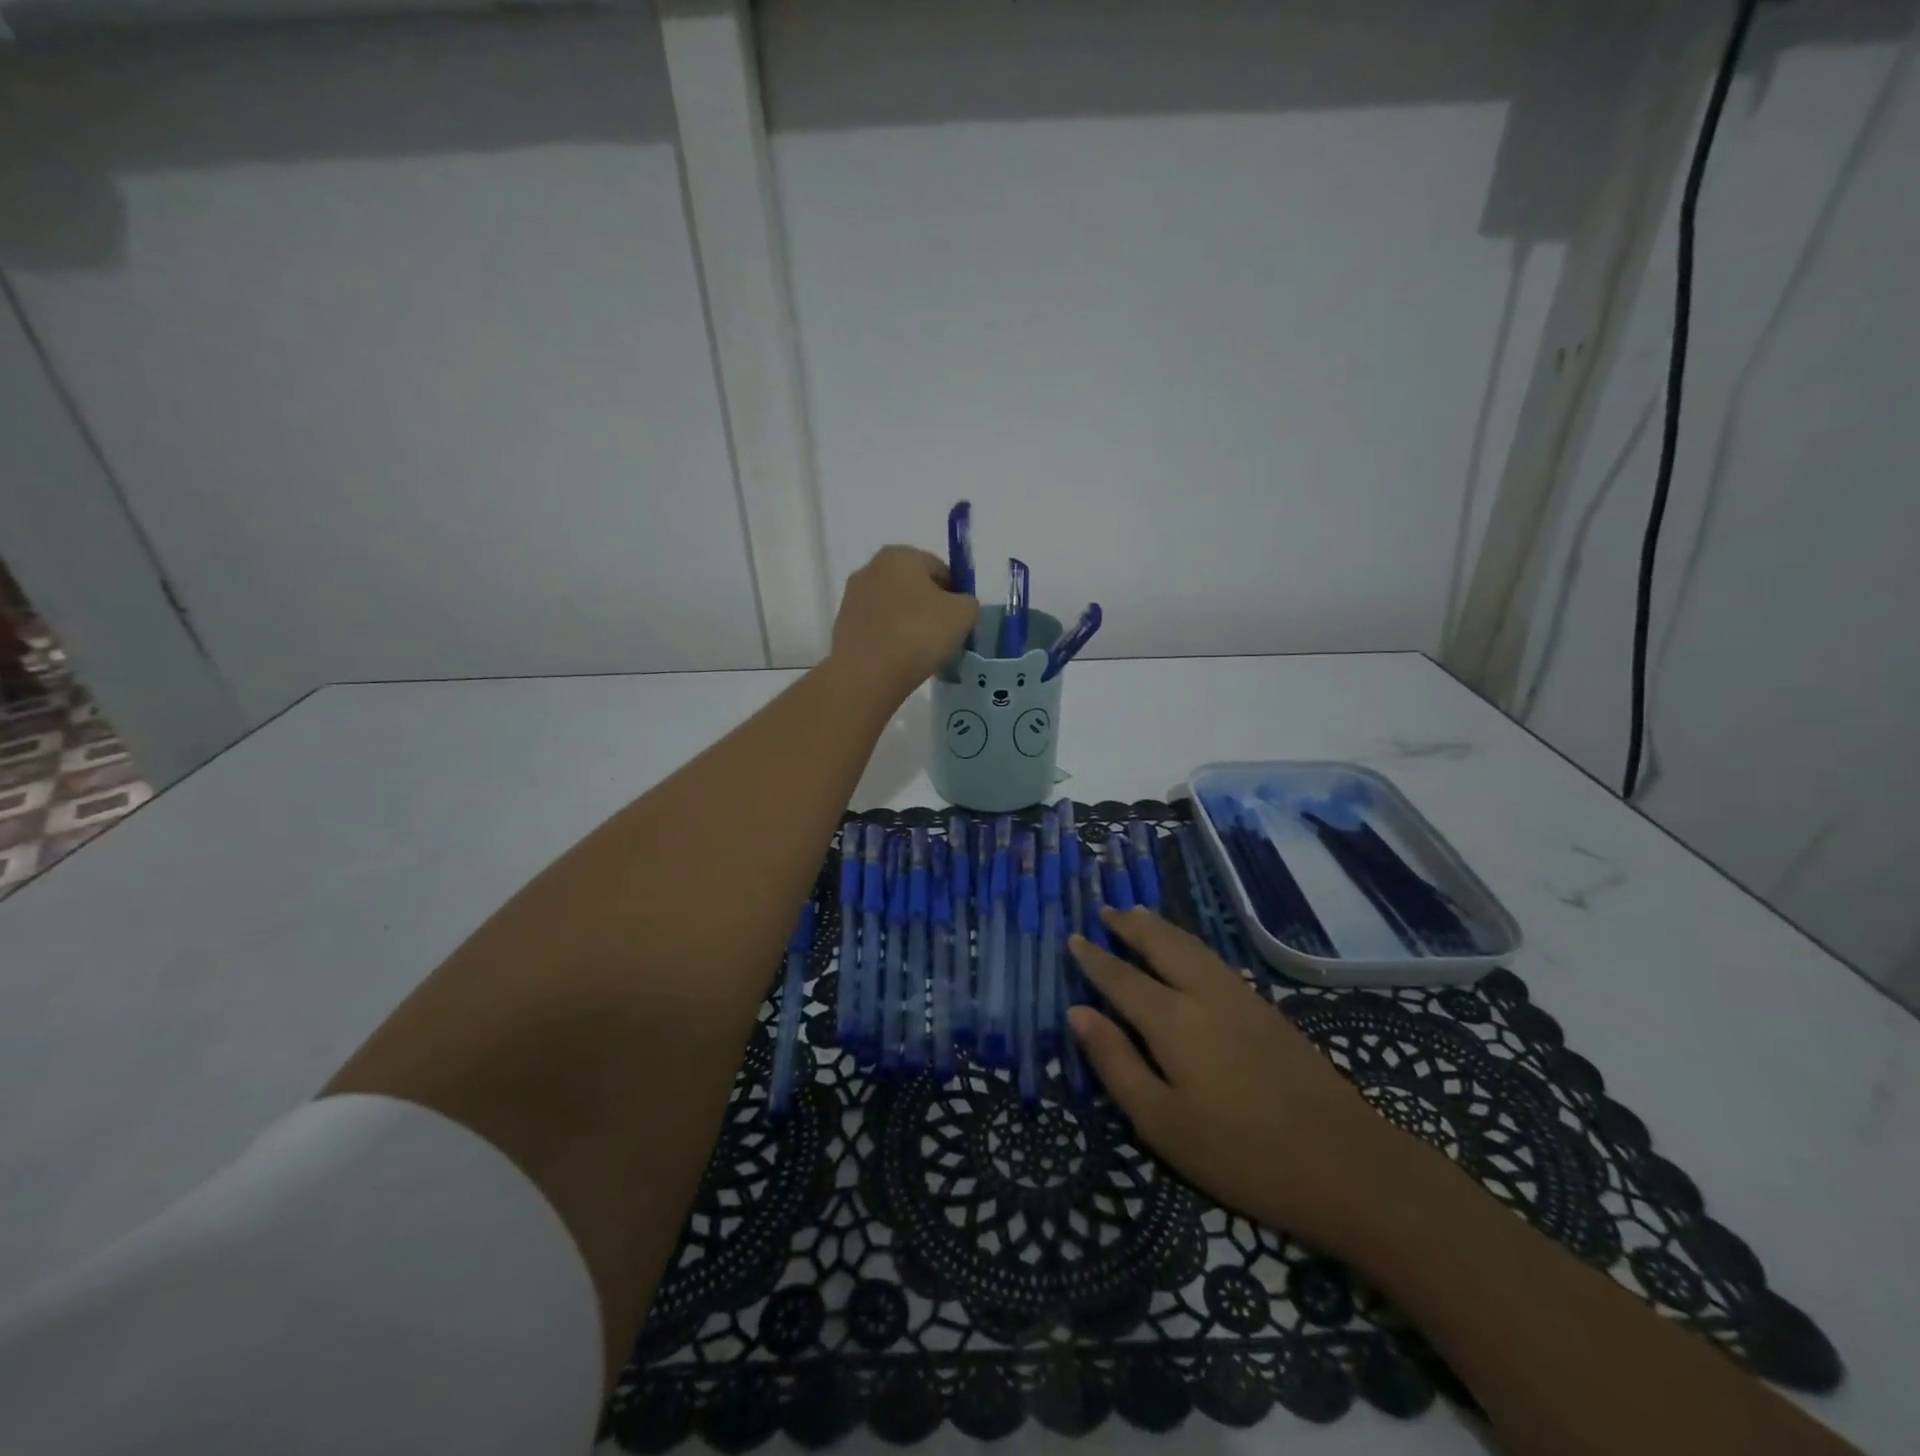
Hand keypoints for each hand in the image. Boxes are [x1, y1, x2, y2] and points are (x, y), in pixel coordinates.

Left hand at [830, 545, 977, 696]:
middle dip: (930, 608)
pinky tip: (899, 660)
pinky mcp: (843, 625)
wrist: (867, 674)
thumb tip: (958, 605)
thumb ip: (968, 602)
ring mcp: (852, 597)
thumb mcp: (962, 614)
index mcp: (900, 555)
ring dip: (909, 624)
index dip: (955, 594)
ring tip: (920, 653)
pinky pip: (878, 628)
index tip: (959, 621)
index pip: (939, 569)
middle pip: (914, 587)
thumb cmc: (918, 634)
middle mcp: (871, 568)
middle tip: (943, 638)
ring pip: (894, 608)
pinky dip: (890, 639)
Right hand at [1068, 907, 1420, 1255]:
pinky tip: (1188, 951)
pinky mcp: (1267, 1010)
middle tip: (1106, 910)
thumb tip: (1077, 1013)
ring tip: (1139, 914)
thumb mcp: (1162, 1123)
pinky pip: (1213, 958)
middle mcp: (1203, 993)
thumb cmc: (1242, 1153)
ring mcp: (1240, 998)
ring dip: (1160, 927)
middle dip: (1130, 926)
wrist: (1348, 1164)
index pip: (1121, 977)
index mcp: (1172, 1019)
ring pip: (1191, 946)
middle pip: (1160, 944)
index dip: (1094, 958)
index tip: (1073, 938)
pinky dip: (1188, 942)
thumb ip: (1116, 1063)